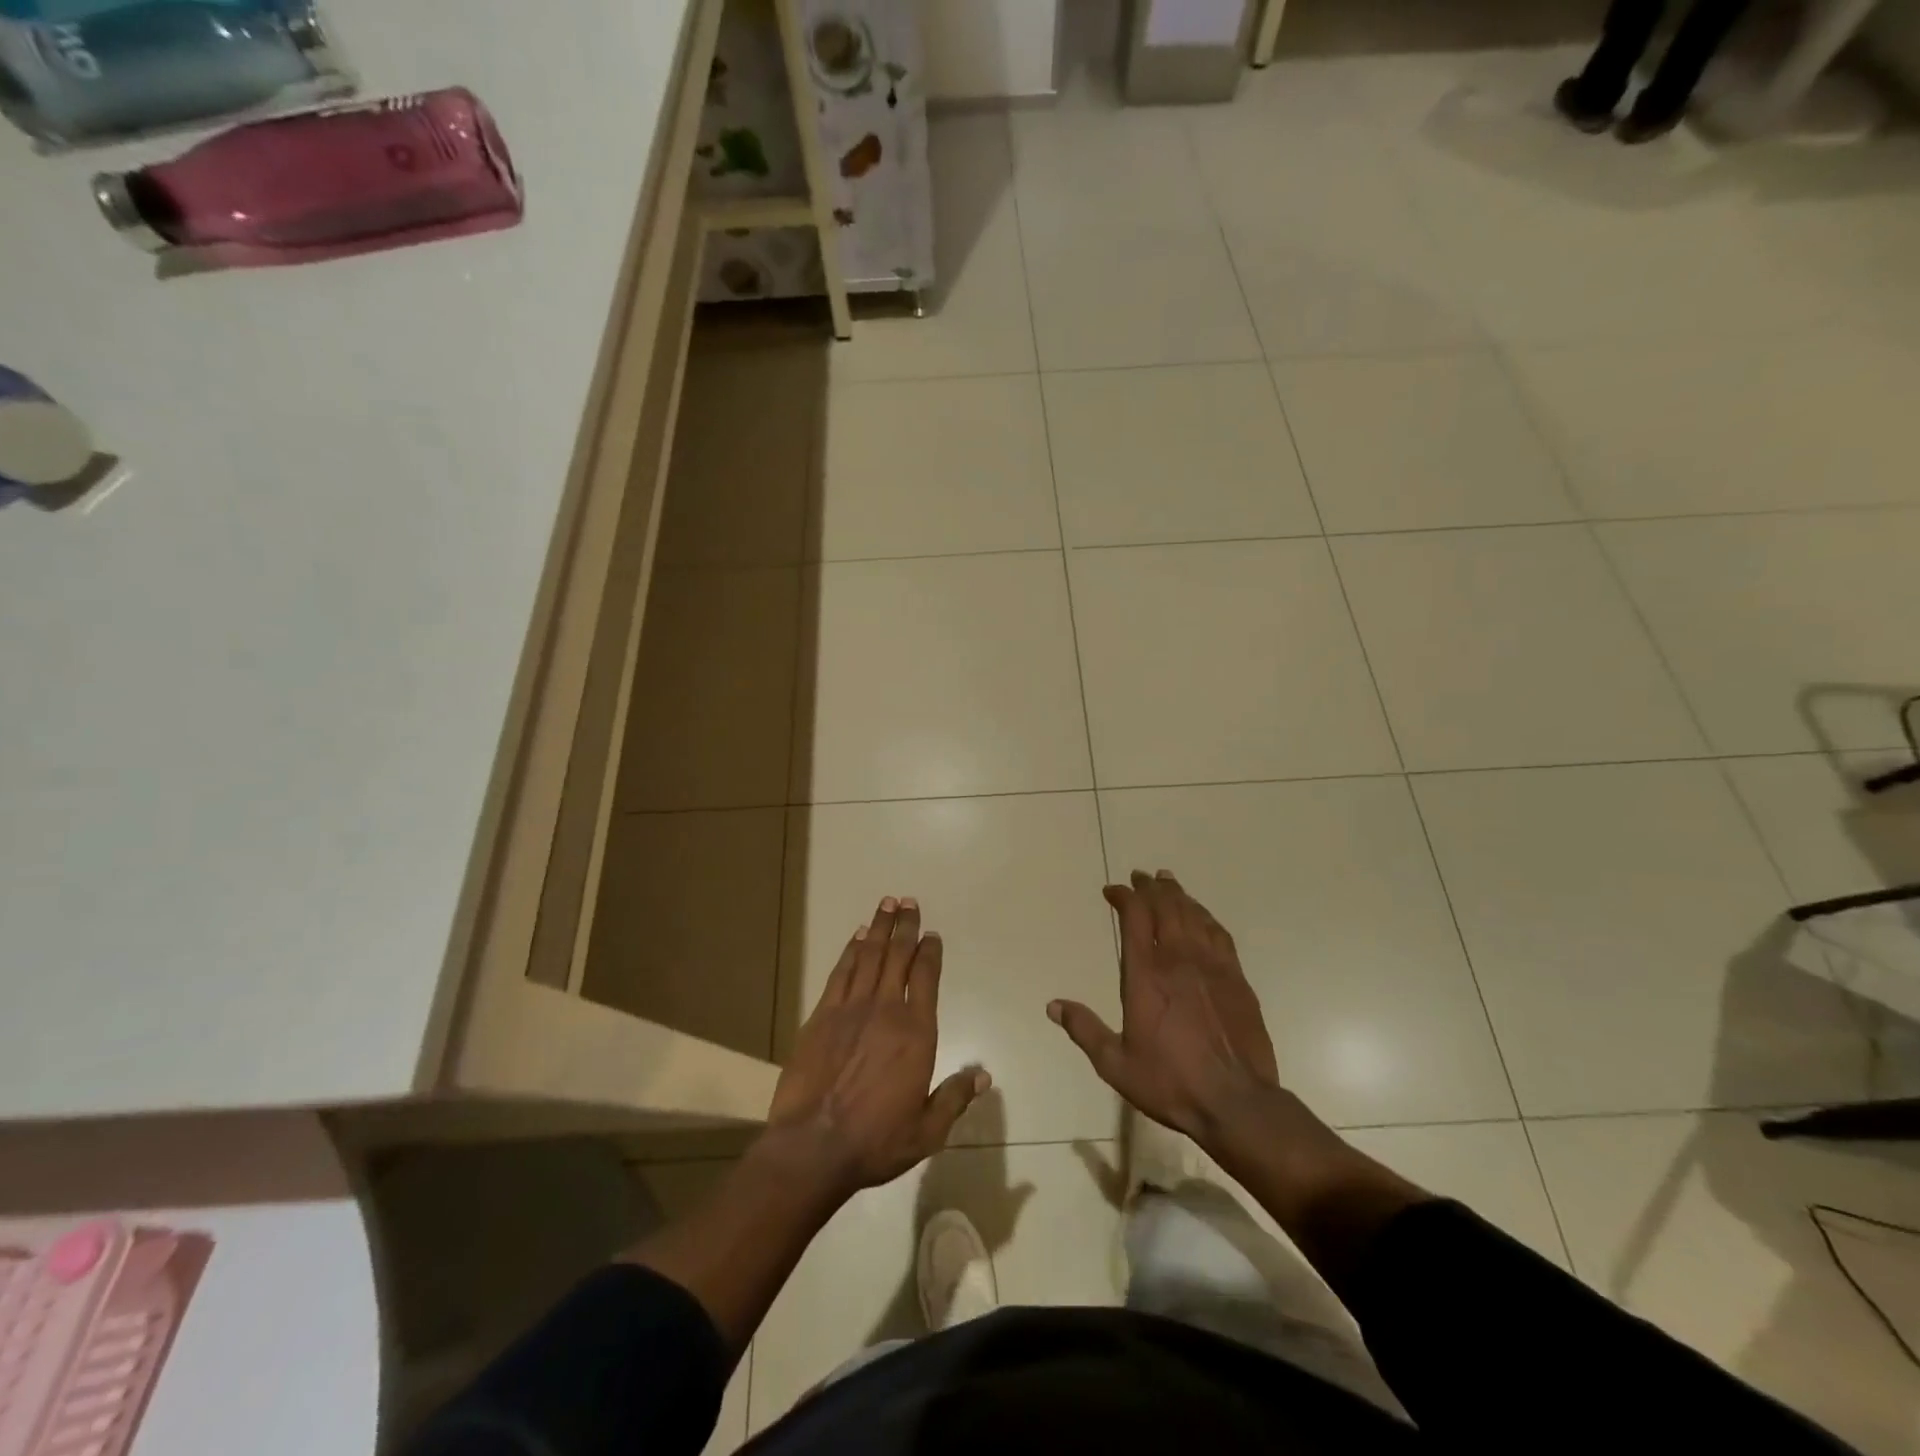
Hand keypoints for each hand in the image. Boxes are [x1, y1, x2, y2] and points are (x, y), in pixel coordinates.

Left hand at [767, 897, 988, 1199]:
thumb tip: (984, 1076)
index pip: (926, 978)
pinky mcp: (822, 1015)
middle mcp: (886, 1010)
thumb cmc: (876, 1141)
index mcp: (916, 1032)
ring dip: (880, 928)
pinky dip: (851, 950)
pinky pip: (841, 972)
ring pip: (869, 956)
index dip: (930, 952)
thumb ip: (955, 1098)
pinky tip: (857, 936)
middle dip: (905, 926)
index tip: (932, 934)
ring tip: (887, 903)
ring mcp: (851, 1009)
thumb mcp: (927, 1130)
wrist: (813, 1147)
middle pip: (898, 956)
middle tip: (909, 901)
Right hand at [1049, 870, 1280, 1147]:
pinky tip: (1202, 915)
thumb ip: (1084, 1029)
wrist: (1236, 1102)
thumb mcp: (1115, 1063)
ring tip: (1167, 882)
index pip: (1134, 917)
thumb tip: (1053, 1005)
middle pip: (1165, 906)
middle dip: (1150, 887)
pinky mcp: (1237, 978)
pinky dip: (1206, 916)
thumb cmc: (1170, 1082)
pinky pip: (1219, 933)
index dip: (1124, 896)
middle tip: (1141, 876)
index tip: (1112, 891)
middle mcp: (1178, 959)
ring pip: (1193, 914)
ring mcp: (1212, 966)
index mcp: (1146, 974)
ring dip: (1178, 894)